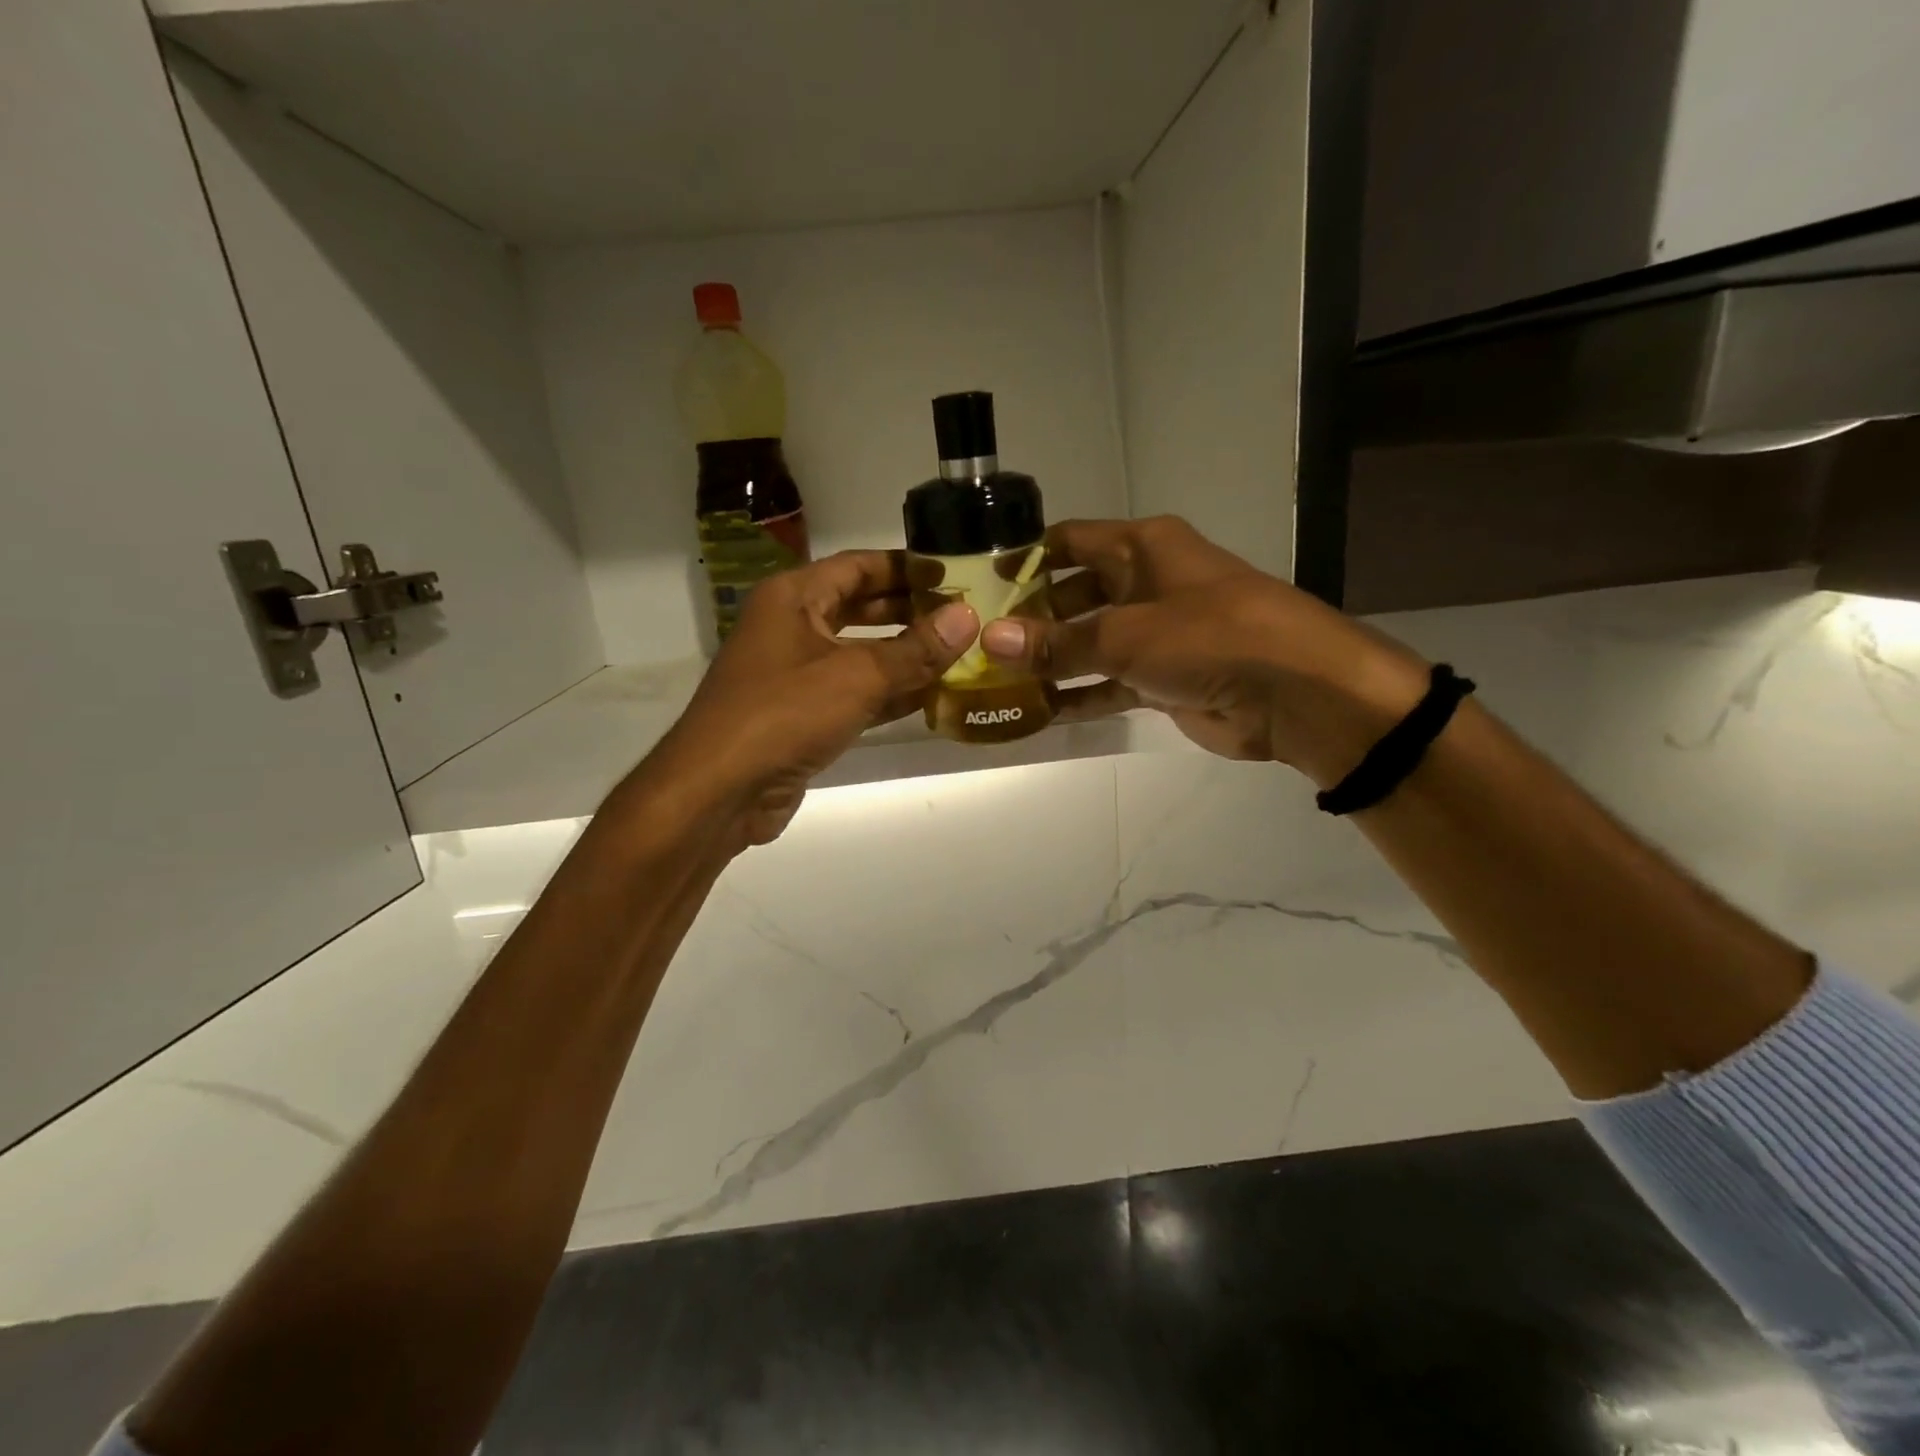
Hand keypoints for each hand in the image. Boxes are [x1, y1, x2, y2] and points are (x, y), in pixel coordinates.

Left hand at [642, 551, 977, 847]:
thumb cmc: (783, 714)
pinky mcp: (803, 716)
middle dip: (910, 610)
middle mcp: (792, 627)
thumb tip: (968, 617)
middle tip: (962, 615)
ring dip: (905, 655)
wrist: (721, 791)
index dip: (906, 567)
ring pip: (860, 653)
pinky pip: (854, 693)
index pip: (858, 566)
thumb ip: (916, 649)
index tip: (953, 574)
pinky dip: (889, 694)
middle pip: (860, 607)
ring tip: (958, 653)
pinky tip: (931, 697)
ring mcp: (795, 674)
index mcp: (793, 598)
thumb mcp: (856, 675)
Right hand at [979, 516, 1428, 785]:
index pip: (1069, 542)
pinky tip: (1038, 712)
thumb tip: (991, 639)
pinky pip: (1109, 682)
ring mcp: (1156, 633)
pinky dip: (1079, 695)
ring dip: (1051, 661)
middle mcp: (1147, 583)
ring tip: (998, 681)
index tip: (980, 585)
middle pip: (1074, 593)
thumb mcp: (1126, 635)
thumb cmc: (1211, 637)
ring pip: (1089, 642)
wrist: (1295, 693)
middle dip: (1032, 618)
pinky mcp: (1164, 678)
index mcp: (1142, 548)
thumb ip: (1058, 642)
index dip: (1025, 559)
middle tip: (980, 644)